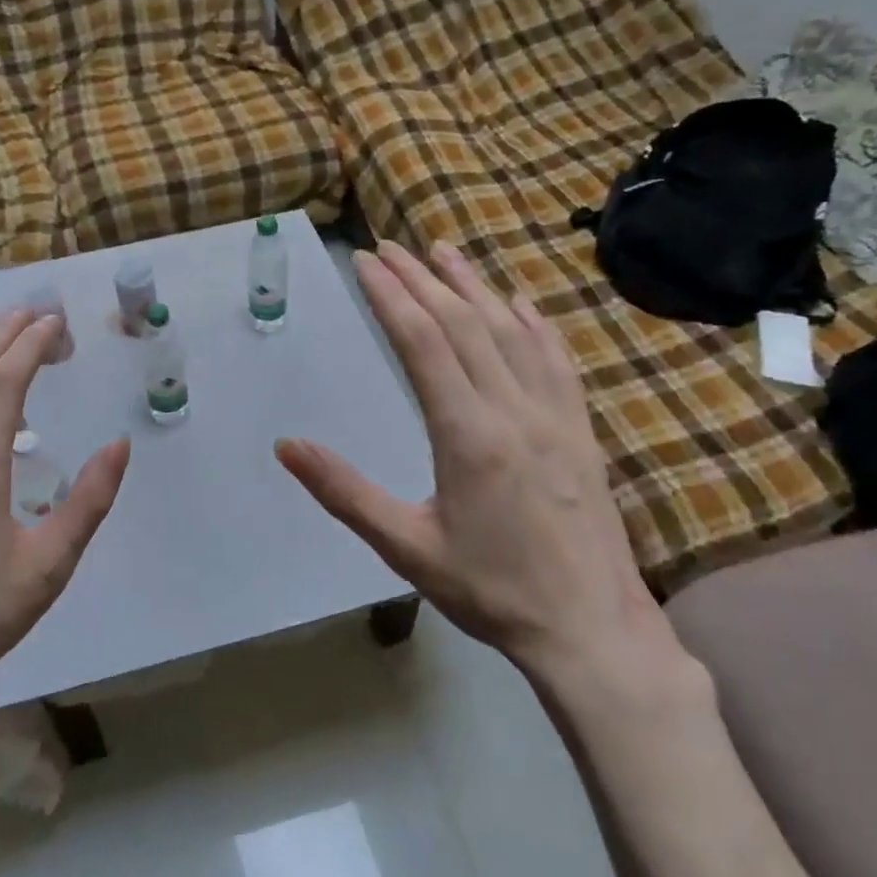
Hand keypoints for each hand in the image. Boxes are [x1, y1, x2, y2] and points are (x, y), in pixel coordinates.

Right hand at [277, 242, 686, 698]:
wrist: (590, 629)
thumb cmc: (490, 591)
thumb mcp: (405, 547)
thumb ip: (344, 492)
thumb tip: (286, 445)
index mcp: (467, 434)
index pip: (422, 342)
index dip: (391, 295)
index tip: (365, 262)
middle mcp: (512, 409)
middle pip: (463, 323)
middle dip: (422, 279)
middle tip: (390, 247)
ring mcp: (554, 415)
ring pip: (510, 330)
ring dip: (474, 286)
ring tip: (445, 252)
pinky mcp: (579, 429)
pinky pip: (555, 358)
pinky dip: (532, 322)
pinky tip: (518, 302)